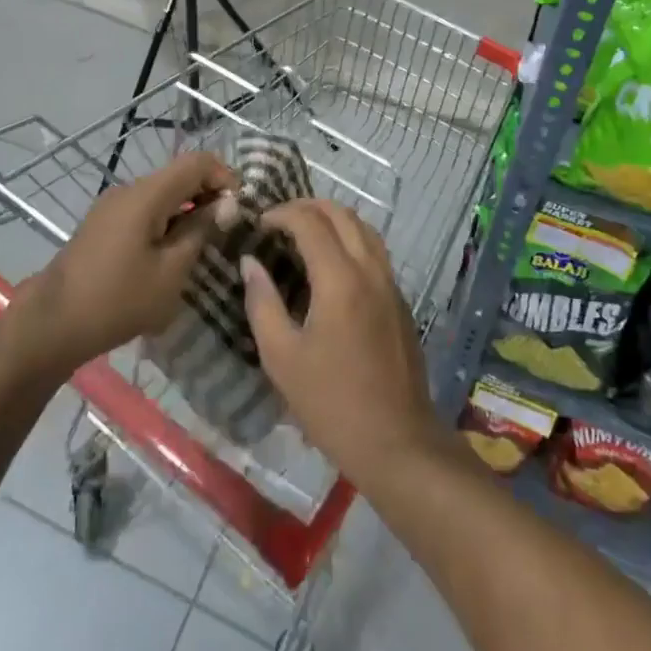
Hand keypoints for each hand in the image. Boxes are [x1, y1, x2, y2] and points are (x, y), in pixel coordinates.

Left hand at [3, 151, 231, 377]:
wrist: (52, 324)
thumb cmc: (118, 299)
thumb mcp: (171, 270)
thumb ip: (201, 230)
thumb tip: (226, 203)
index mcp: (147, 194)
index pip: (197, 162)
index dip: (225, 176)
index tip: (240, 208)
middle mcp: (129, 189)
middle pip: (179, 175)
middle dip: (208, 194)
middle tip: (227, 229)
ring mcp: (113, 205)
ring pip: (162, 193)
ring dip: (187, 209)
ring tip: (202, 244)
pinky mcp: (103, 224)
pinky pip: (145, 209)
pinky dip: (166, 220)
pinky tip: (171, 253)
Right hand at [241, 198, 448, 491]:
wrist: (398, 442)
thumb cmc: (331, 403)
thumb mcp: (282, 357)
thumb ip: (262, 303)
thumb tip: (250, 263)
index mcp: (340, 278)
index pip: (309, 222)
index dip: (281, 213)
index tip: (259, 223)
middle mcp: (370, 269)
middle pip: (341, 214)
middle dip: (308, 207)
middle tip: (279, 221)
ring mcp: (390, 283)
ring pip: (363, 227)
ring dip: (333, 219)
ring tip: (304, 233)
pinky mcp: (399, 300)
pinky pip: (374, 250)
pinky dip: (350, 238)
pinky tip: (331, 263)